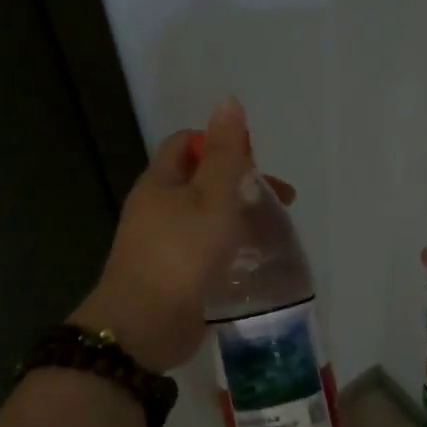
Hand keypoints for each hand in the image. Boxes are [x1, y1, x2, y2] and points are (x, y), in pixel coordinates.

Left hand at [72, 98, 295, 373]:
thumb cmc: (182, 252)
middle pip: (200, 181)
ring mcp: (161, 243)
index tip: (255, 163)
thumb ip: (224, 153)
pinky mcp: (172, 274)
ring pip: (205, 217)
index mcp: (160, 181)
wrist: (145, 324)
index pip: (187, 143)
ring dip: (238, 218)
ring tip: (273, 233)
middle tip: (280, 202)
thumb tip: (228, 101)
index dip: (221, 143)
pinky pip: (204, 249)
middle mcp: (156, 207)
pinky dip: (229, 248)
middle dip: (240, 185)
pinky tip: (251, 262)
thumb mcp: (211, 196)